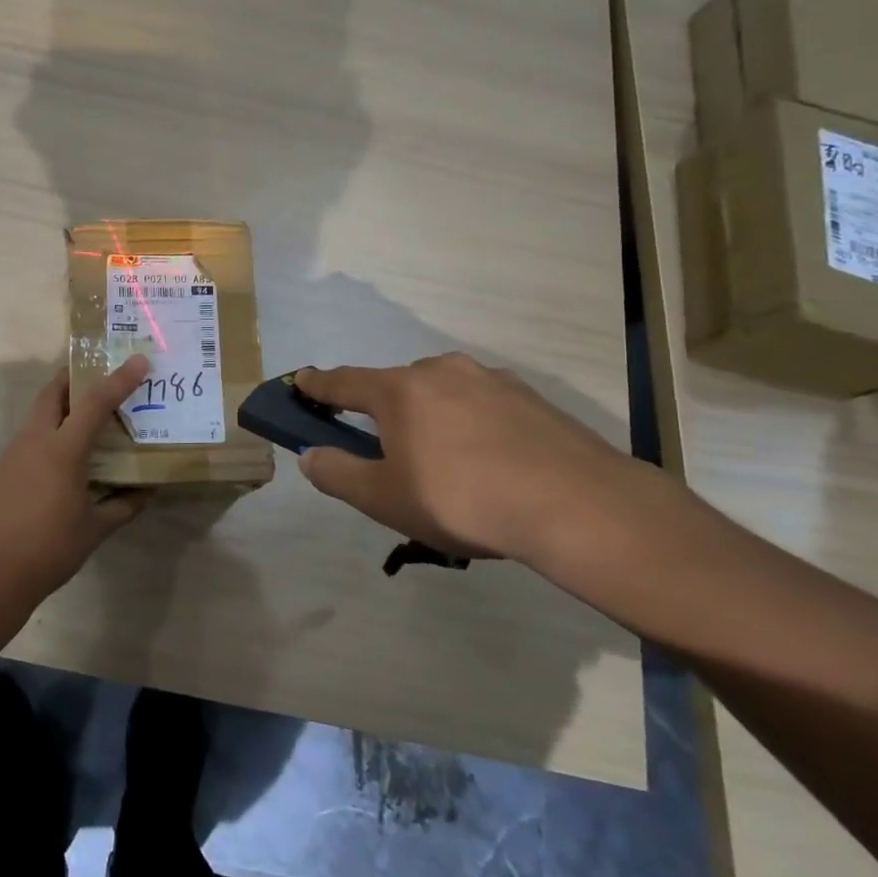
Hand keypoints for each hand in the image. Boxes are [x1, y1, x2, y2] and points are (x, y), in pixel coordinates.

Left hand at [0, 356, 153, 598]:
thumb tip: (148, 491)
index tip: (138, 360)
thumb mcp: (94, 530)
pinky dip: (48, 432)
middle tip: (97, 373)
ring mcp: (13, 454)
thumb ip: (123, 506)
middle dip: (73, 376)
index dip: (119, 379)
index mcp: (62, 450)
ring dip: (59, 405)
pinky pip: (29, 438)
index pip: (95, 403)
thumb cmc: (49, 549)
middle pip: (52, 392)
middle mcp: (35, 441)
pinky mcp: (1, 470)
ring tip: (85, 415)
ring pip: (38, 414)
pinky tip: (60, 457)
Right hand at [294, 354, 657, 567]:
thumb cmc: (463, 500)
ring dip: (431, 418)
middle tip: (390, 453)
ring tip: (448, 466)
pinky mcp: (529, 396)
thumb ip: (339, 474)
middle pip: (395, 387)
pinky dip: (472, 423)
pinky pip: (482, 404)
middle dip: (383, 412)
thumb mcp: (386, 499)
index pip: (344, 382)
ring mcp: (489, 379)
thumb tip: (310, 456)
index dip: (317, 385)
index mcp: (398, 391)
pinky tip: (491, 462)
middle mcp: (439, 371)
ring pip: (442, 393)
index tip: (300, 380)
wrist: (577, 505)